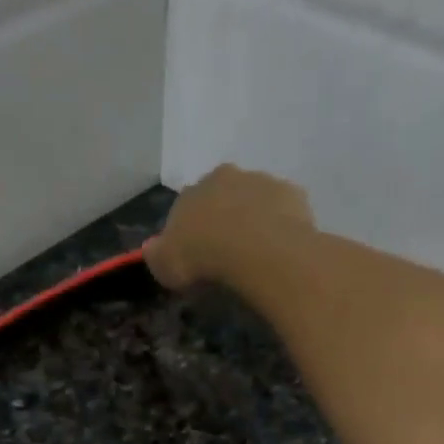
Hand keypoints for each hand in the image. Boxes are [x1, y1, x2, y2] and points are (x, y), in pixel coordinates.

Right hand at [143, 164, 314, 290]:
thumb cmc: (203, 257)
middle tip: (227, 252)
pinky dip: (281, 227)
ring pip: (255, 200)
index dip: (190, 231)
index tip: (196, 255)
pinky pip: (284, 212)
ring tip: (256, 255)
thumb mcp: (166, 266)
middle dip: (223, 218)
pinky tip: (279, 251)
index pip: (186, 207)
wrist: (256, 249)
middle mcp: (226, 177)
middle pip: (222, 197)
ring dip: (254, 220)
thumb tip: (150, 248)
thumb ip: (157, 255)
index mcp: (192, 191)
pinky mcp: (292, 195)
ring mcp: (262, 182)